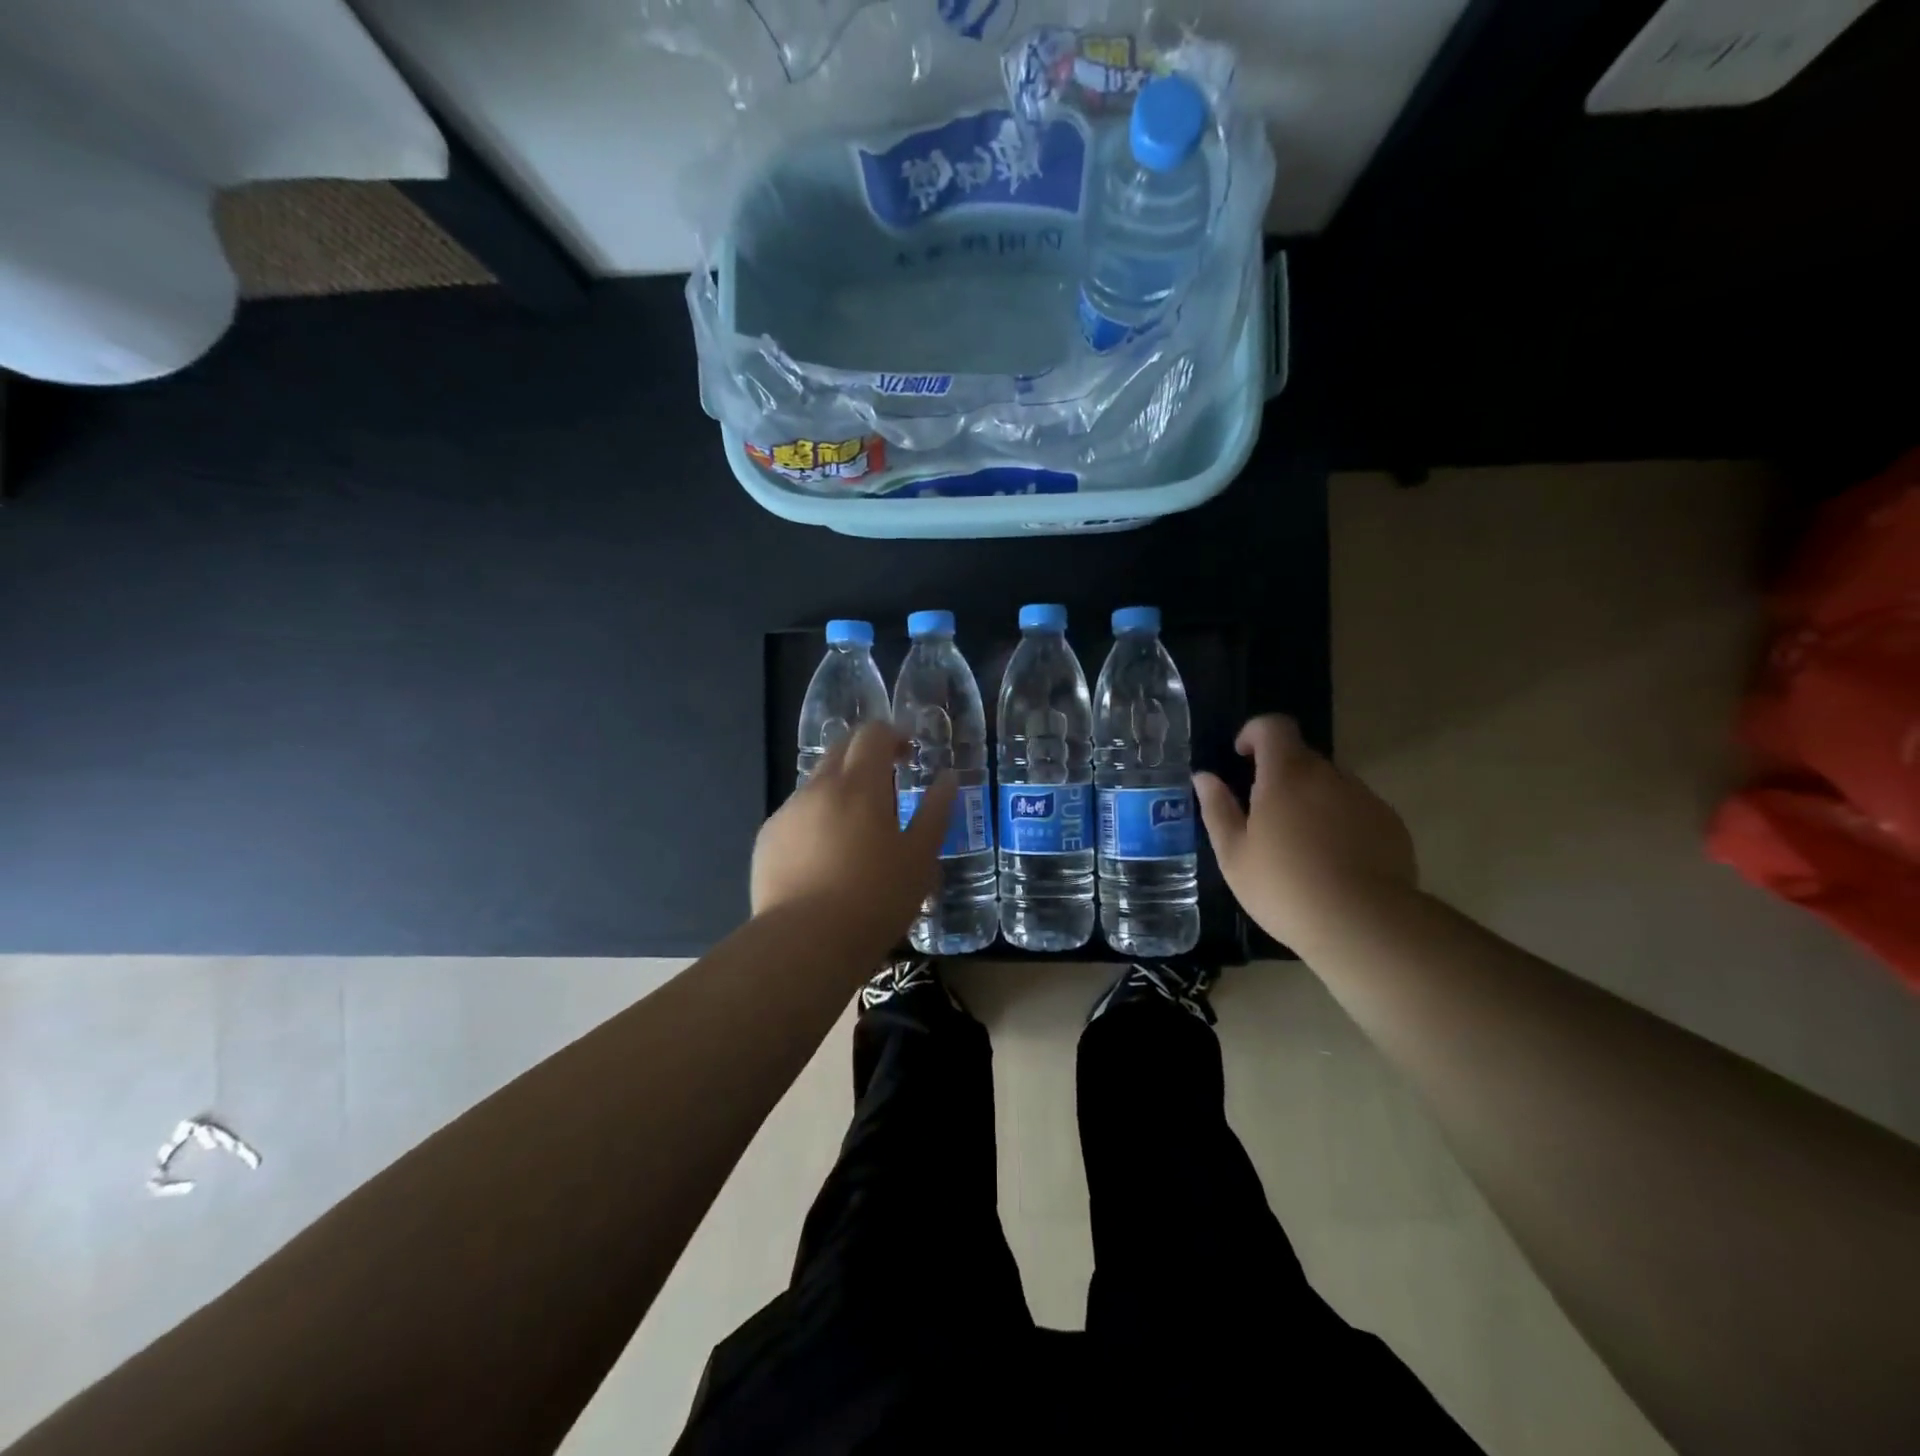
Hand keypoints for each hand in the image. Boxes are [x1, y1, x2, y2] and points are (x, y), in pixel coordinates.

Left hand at [752, 722, 956, 947]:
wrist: (804, 943)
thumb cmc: (874, 899)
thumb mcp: (920, 858)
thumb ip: (936, 812)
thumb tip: (947, 778)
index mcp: (859, 784)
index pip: (872, 734)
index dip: (893, 736)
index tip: (909, 755)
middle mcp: (818, 787)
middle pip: (841, 749)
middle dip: (866, 756)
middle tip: (889, 786)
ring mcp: (788, 812)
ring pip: (817, 783)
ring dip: (841, 790)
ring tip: (858, 831)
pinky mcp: (768, 840)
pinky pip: (797, 815)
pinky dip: (817, 820)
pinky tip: (826, 859)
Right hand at [1193, 715, 1416, 945]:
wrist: (1365, 924)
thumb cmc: (1284, 887)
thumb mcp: (1234, 854)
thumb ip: (1217, 809)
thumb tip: (1205, 777)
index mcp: (1286, 775)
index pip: (1274, 727)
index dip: (1254, 733)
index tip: (1241, 757)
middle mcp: (1329, 776)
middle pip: (1301, 757)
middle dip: (1279, 775)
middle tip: (1264, 817)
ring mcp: (1365, 799)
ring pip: (1330, 785)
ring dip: (1310, 800)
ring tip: (1300, 846)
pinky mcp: (1391, 825)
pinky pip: (1356, 809)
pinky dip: (1340, 822)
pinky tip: (1333, 862)